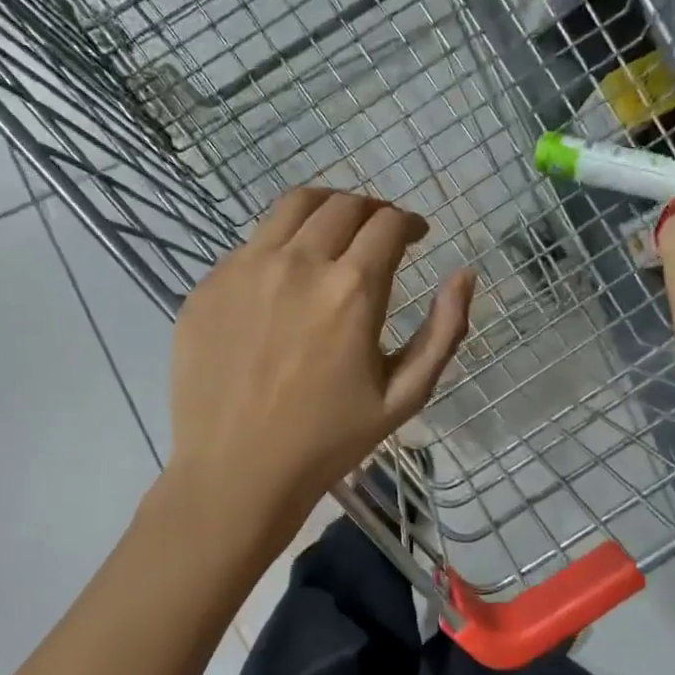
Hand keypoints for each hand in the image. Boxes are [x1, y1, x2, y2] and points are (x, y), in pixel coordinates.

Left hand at [165, 187, 475, 536]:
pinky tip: (286, 279)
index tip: (416, 236)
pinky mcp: (209, 283)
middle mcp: (298, 262)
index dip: (410, 222)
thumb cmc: (328, 441)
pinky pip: (252, 242)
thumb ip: (444, 331)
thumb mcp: (405, 396)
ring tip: (334, 233)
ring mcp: (246, 268)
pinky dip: (281, 244)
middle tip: (379, 234)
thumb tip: (465, 275)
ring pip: (293, 205)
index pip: (388, 223)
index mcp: (352, 289)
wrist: (236, 471)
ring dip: (326, 209)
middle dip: (372, 210)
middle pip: (343, 204)